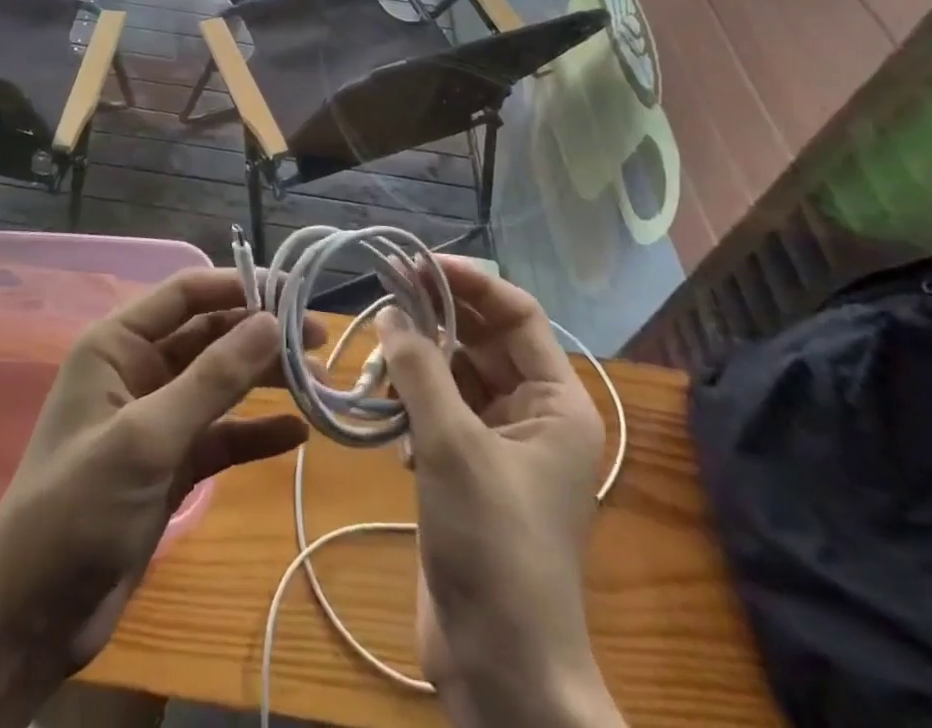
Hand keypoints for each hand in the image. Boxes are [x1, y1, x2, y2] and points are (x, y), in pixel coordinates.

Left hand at [0, 269, 314, 669]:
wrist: (30, 618)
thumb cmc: (78, 506)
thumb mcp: (147, 436)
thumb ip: (212, 378)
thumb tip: (271, 322)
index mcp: (117, 344)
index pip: (185, 294)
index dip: (238, 285)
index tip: (293, 292)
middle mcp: (138, 370)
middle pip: (209, 335)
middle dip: (260, 334)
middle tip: (318, 339)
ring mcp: (156, 419)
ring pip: (220, 383)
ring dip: (264, 380)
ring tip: (316, 383)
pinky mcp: (170, 465)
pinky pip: (221, 435)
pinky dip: (254, 433)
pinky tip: (295, 435)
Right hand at [376, 259, 624, 727]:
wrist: (500, 668)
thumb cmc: (493, 546)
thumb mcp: (453, 446)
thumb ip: (419, 370)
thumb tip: (392, 311)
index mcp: (555, 403)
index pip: (517, 315)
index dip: (470, 283)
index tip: (417, 263)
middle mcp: (534, 415)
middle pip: (483, 342)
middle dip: (436, 319)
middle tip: (383, 295)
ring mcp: (500, 445)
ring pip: (456, 377)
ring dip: (417, 365)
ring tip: (376, 359)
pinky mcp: (469, 472)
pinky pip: (440, 413)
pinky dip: (412, 405)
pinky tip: (385, 418)